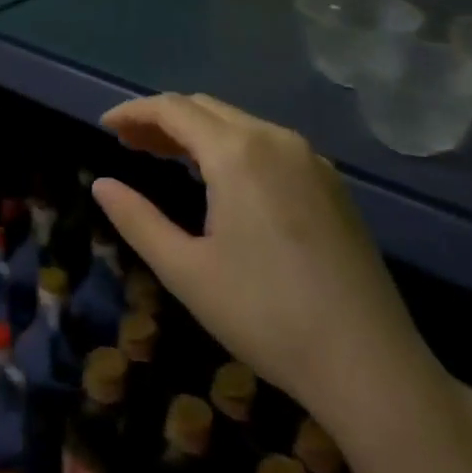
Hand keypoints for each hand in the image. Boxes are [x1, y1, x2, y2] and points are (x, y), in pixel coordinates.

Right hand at [93, 93, 445, 442]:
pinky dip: (231, 146)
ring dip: (196, 132)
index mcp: (237, 152)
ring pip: (239, 124)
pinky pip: (268, 144)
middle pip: (205, 108)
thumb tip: (101, 184)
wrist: (370, 364)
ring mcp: (310, 159)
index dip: (134, 111)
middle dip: (162, 119)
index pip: (173, 109)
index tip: (105, 125)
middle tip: (128, 144)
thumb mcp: (186, 271)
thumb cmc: (266, 315)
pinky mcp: (331, 183)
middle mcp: (275, 139)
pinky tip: (220, 179)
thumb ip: (137, 219)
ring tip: (164, 157)